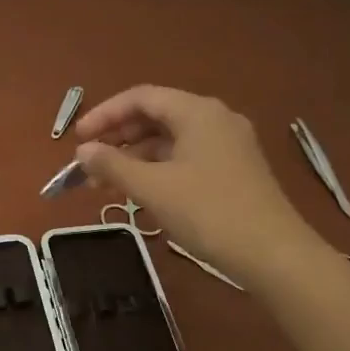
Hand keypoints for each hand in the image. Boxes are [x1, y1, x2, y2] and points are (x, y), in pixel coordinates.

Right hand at [72, 86, 316, 277]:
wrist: (272, 253)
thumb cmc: (208, 212)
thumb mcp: (153, 188)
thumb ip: (113, 165)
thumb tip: (83, 152)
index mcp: (197, 111)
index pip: (141, 98)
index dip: (104, 114)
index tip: (77, 140)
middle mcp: (215, 119)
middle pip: (155, 116)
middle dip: (118, 138)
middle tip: (89, 164)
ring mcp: (228, 145)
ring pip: (170, 140)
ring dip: (135, 157)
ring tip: (106, 184)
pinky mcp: (233, 170)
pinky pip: (185, 157)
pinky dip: (157, 169)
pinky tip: (140, 191)